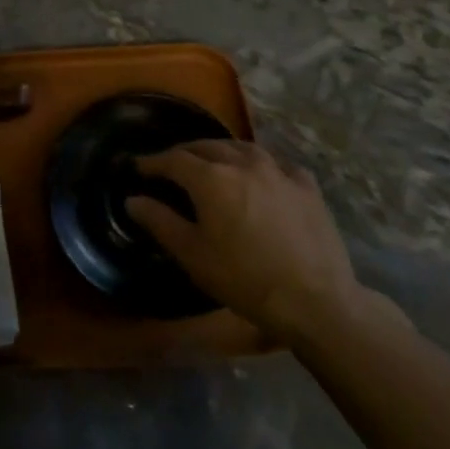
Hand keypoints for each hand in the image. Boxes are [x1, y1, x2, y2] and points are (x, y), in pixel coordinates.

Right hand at [125, 141, 366, 344]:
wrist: (316, 301)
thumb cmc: (245, 279)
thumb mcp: (193, 255)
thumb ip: (159, 221)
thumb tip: (133, 199)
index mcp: (211, 178)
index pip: (173, 159)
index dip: (153, 162)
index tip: (139, 167)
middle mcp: (243, 163)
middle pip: (206, 146)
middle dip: (185, 153)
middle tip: (172, 164)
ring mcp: (279, 172)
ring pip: (242, 148)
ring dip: (222, 151)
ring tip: (215, 162)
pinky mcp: (307, 187)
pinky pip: (279, 164)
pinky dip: (263, 165)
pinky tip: (264, 175)